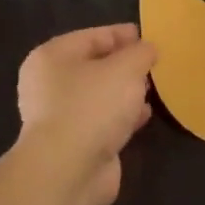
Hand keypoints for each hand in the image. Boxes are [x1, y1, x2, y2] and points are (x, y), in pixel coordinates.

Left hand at [17, 24, 156, 204]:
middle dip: (125, 65)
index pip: (92, 36)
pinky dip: (122, 116)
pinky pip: (103, 120)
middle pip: (94, 66)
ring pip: (99, 95)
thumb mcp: (126, 68)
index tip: (150, 37)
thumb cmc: (93, 106)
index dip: (122, 34)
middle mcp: (50, 84)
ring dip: (125, 92)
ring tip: (153, 89)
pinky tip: (143, 116)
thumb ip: (141, 53)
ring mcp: (60, 116)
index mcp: (53, 57)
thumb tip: (147, 48)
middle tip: (154, 64)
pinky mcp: (74, 142)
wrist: (70, 169)